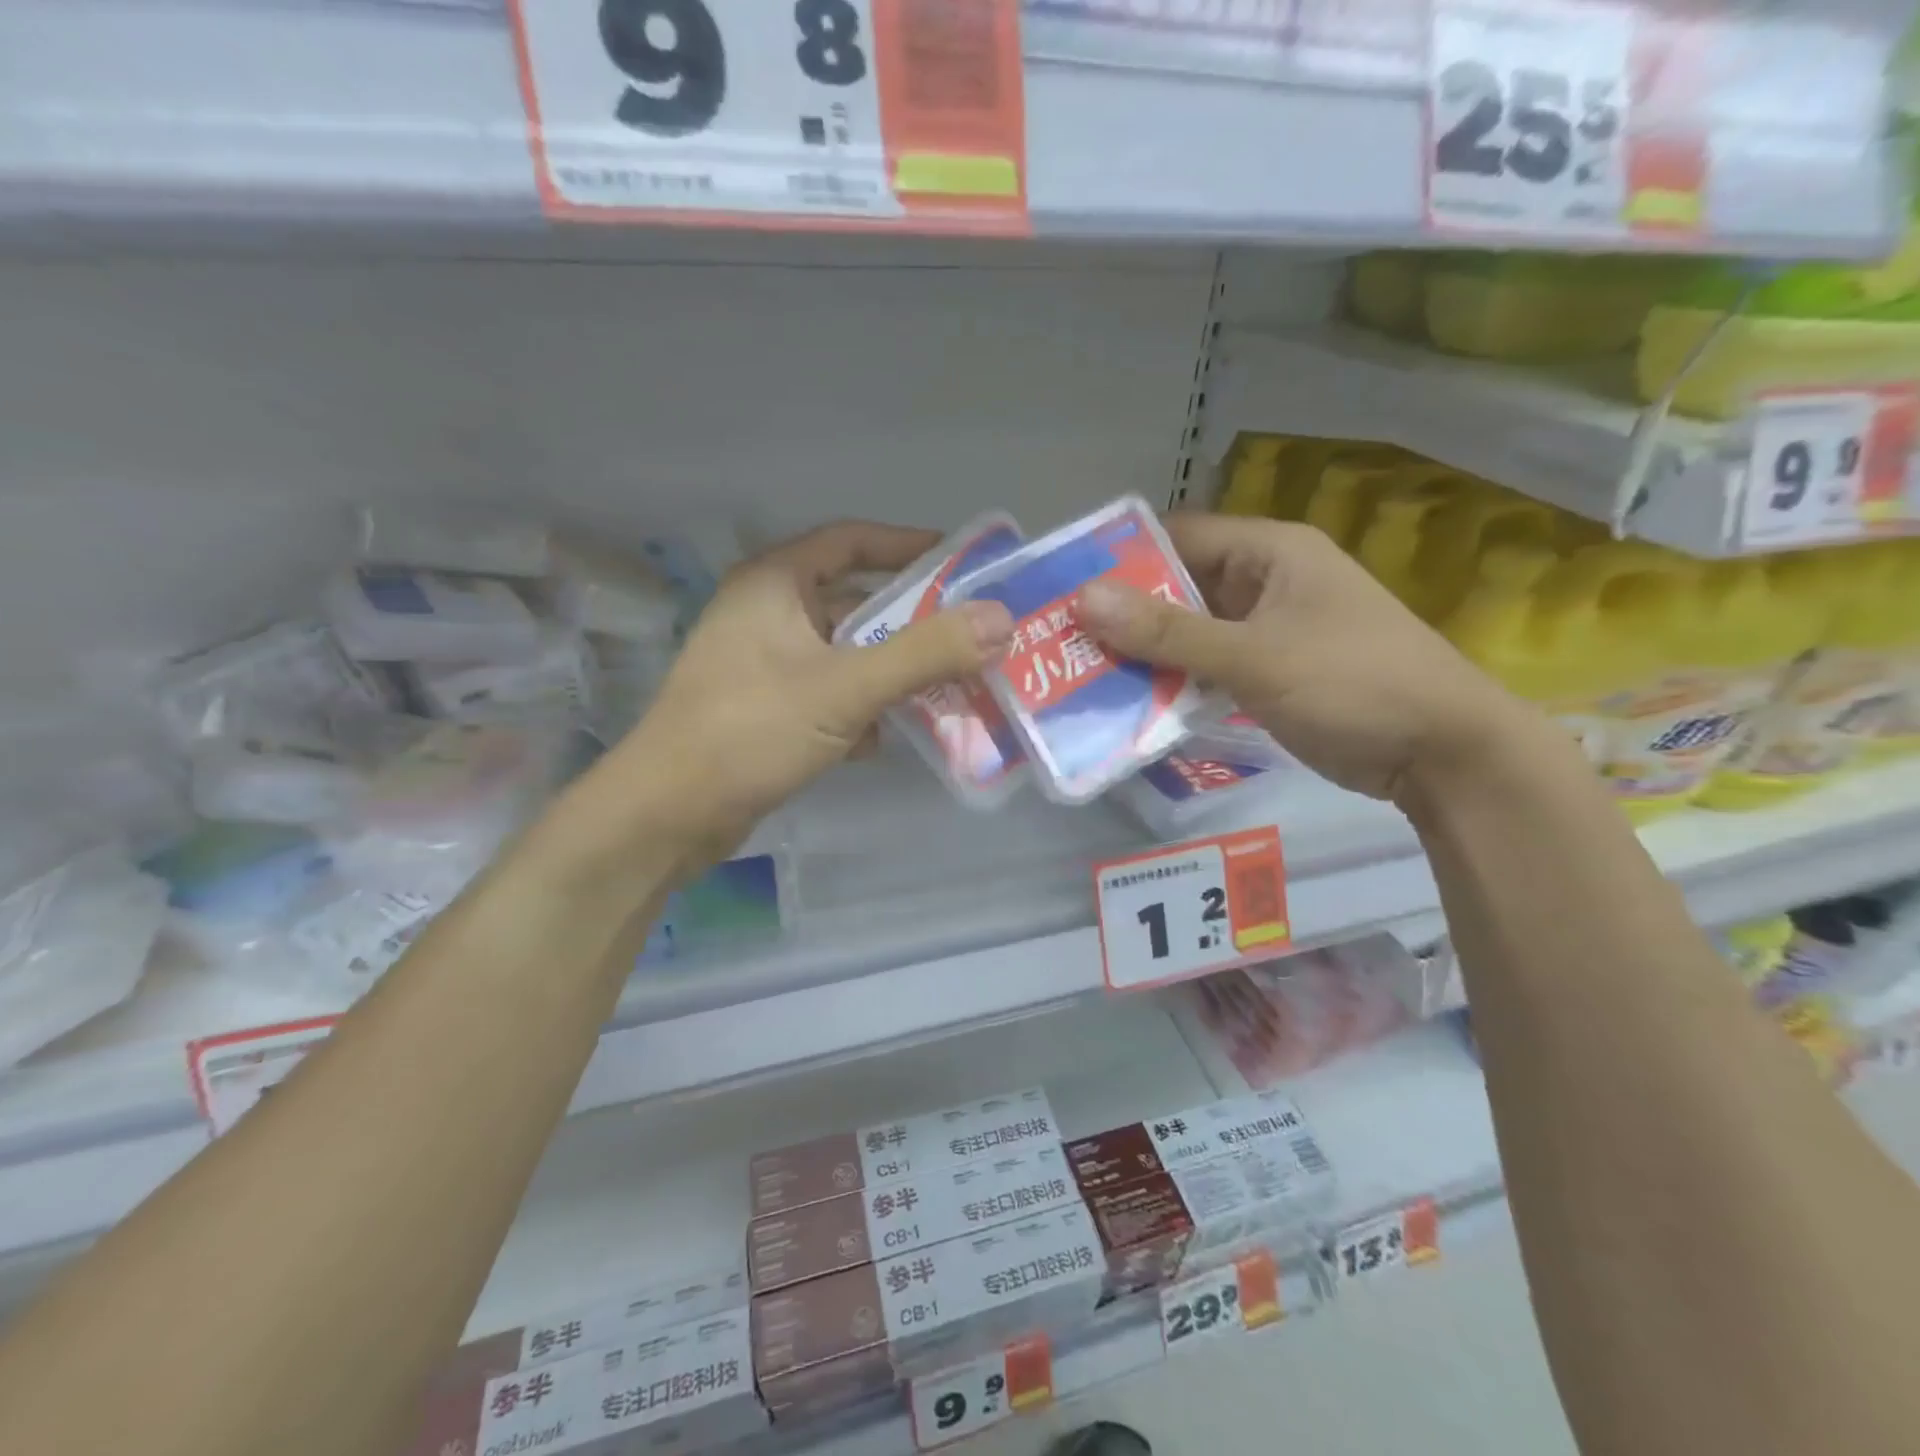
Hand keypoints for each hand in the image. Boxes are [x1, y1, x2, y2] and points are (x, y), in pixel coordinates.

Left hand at [608, 521, 1013, 859]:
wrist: (670, 814)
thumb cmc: (751, 730)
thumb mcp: (846, 687)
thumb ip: (925, 652)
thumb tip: (1001, 618)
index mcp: (774, 582)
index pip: (850, 540)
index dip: (907, 546)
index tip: (961, 563)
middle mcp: (766, 612)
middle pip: (854, 601)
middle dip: (911, 621)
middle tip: (970, 634)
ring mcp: (762, 663)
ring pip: (844, 653)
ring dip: (891, 670)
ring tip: (947, 686)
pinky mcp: (765, 708)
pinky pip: (828, 692)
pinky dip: (861, 706)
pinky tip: (886, 736)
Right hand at [1078, 514, 1530, 802]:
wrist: (1442, 754)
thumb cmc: (1353, 684)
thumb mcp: (1254, 656)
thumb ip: (1168, 632)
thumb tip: (1084, 598)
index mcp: (1269, 552)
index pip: (1178, 537)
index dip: (1123, 559)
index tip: (1067, 590)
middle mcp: (1265, 582)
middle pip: (1179, 587)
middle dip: (1126, 615)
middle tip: (1063, 642)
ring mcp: (1267, 630)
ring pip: (1190, 632)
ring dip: (1146, 654)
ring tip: (1082, 675)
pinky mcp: (1268, 673)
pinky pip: (1207, 668)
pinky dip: (1174, 683)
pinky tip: (1130, 704)